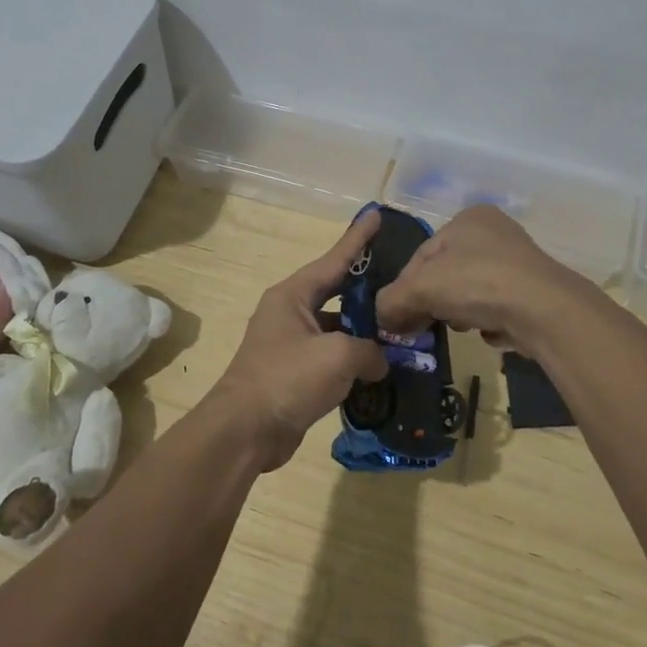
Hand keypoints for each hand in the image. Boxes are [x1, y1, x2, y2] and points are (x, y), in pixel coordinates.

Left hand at [208, 211, 389, 470]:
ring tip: (401, 327)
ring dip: (365, 331)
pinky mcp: (296, 373)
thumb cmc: (288, 379)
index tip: (377, 214)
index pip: (334, 259)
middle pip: (337, 292)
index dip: (358, 239)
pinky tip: (382, 366)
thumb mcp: (338, 355)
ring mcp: (291, 343)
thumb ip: (370, 350)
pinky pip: (332, 356)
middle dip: (368, 288)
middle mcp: (290, 312)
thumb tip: (380, 361)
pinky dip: (355, 360)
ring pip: (337, 328)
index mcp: (293, 295)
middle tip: (400, 277)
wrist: (245, 432)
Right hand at [375, 204, 588, 354]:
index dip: (405, 288)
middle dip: (434, 302)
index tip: (398, 317)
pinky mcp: (535, 291)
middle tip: (425, 326)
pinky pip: (498, 308)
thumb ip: (392, 301)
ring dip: (461, 313)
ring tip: (464, 328)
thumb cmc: (477, 283)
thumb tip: (381, 318)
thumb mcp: (421, 288)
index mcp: (467, 218)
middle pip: (446, 274)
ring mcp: (518, 262)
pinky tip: (492, 332)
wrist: (544, 310)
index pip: (422, 255)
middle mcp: (495, 232)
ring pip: (471, 292)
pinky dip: (490, 321)